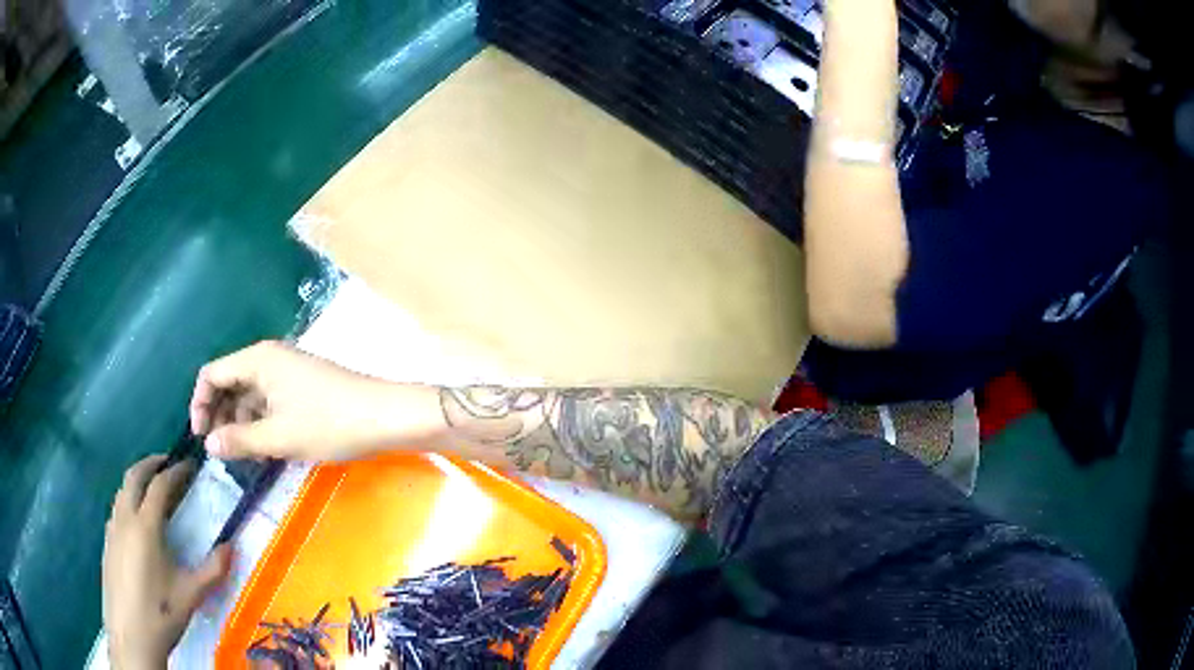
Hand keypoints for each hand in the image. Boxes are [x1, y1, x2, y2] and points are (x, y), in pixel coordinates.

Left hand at [103, 455, 232, 669]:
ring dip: (137, 481)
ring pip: (122, 491)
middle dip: (151, 464)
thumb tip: (232, 546)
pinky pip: (116, 509)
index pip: (160, 485)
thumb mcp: (192, 595)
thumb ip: (213, 570)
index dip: (176, 471)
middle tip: (167, 463)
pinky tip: (137, 523)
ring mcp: (112, 529)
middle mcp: (125, 518)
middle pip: (134, 476)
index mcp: (145, 525)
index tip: (190, 465)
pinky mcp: (107, 543)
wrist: (130, 635)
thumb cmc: (161, 613)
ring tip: (153, 490)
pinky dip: (128, 500)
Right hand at [190, 341, 441, 460]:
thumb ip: (240, 440)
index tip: (200, 437)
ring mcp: (287, 372)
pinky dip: (260, 422)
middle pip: (230, 382)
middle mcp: (269, 358)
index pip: (213, 373)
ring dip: (240, 422)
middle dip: (220, 415)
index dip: (201, 403)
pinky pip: (269, 402)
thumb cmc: (330, 423)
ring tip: (241, 455)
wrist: (386, 416)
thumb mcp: (280, 437)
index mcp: (258, 359)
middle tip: (220, 451)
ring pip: (250, 395)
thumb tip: (209, 444)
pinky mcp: (302, 387)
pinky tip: (263, 448)